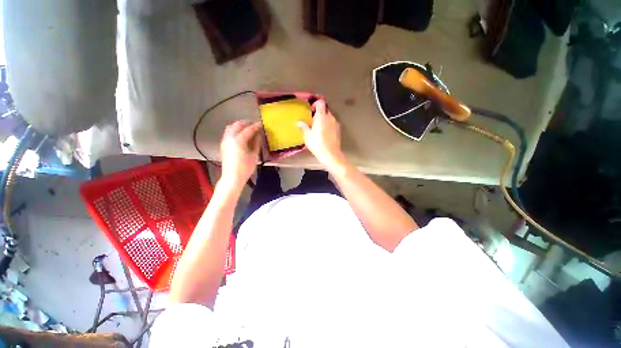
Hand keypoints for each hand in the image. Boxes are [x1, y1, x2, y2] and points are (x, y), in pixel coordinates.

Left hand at [220, 121, 261, 186]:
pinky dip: (234, 130)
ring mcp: (225, 141)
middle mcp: (230, 138)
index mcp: (239, 140)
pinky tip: (240, 134)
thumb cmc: (245, 168)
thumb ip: (256, 143)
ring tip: (247, 127)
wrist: (232, 177)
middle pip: (237, 125)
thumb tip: (258, 135)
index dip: (256, 126)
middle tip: (254, 124)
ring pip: (231, 127)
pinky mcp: (223, 145)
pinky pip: (228, 132)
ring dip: (239, 125)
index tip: (261, 124)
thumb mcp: (254, 155)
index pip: (248, 129)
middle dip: (246, 123)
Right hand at [297, 100, 344, 168]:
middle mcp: (330, 117)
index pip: (320, 103)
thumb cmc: (317, 143)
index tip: (311, 111)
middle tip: (312, 122)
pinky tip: (324, 134)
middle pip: (325, 110)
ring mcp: (336, 123)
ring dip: (323, 120)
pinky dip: (328, 126)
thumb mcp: (307, 136)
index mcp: (321, 116)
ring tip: (318, 129)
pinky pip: (332, 124)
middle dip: (319, 114)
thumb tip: (299, 122)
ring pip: (329, 117)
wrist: (330, 154)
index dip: (315, 104)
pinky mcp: (339, 130)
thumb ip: (303, 127)